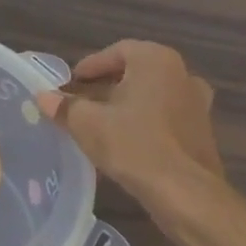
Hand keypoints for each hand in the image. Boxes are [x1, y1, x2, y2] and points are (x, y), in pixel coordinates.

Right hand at [37, 40, 225, 208]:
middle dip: (106, 85)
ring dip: (126, 104)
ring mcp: (196, 102)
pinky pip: (166, 116)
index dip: (90, 67)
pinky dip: (145, 122)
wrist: (186, 193)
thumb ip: (64, 107)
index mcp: (155, 59)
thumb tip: (43, 97)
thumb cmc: (134, 145)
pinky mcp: (202, 131)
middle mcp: (181, 73)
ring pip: (152, 95)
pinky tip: (126, 142)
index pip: (116, 51)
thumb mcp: (88, 124)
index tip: (71, 84)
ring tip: (100, 123)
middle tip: (81, 102)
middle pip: (135, 72)